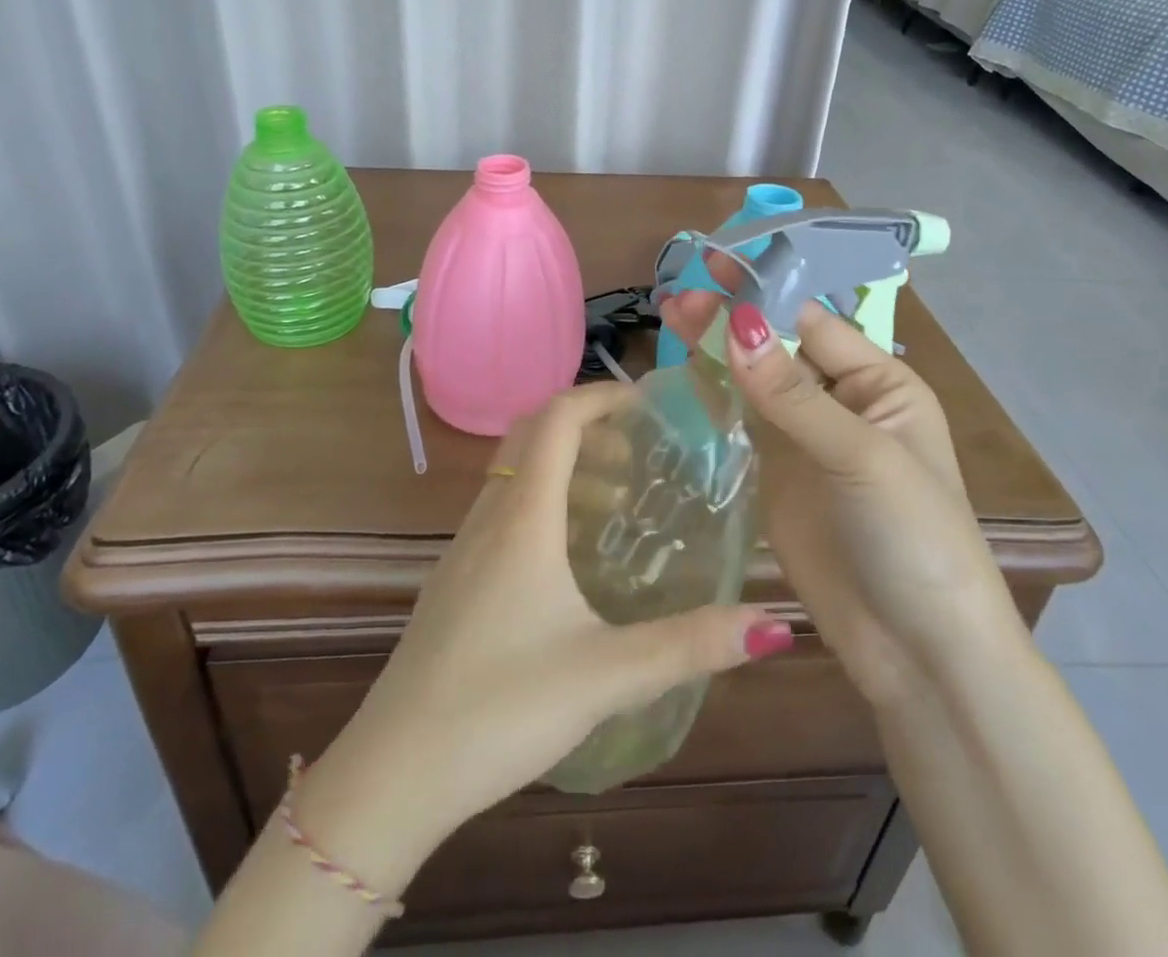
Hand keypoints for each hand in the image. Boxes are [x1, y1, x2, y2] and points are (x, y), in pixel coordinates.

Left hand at [294, 382, 792, 887]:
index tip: (646, 403)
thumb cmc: (500, 709)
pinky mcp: (454, 580)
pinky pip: (502, 510)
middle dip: (587, 427)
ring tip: (617, 506)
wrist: (394, 771)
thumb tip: (773, 627)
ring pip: (514, 474)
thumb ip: (689, 645)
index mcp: (522, 517)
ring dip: (564, 468)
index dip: (600, 395)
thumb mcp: (606, 676)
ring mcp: (463, 548)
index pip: (557, 418)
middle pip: (532, 434)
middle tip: (638, 455)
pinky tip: (570, 562)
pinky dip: (542, 504)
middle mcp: (488, 516)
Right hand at [660, 285, 1019, 707]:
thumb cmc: (914, 540)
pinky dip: (715, 394)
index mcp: (880, 384)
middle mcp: (841, 402)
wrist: (919, 652)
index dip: (763, 294)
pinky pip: (742, 422)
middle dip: (732, 319)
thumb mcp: (862, 458)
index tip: (712, 268)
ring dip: (717, 350)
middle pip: (778, 347)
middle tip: (676, 296)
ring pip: (755, 380)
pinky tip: (684, 372)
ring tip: (670, 318)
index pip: (812, 323)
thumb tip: (737, 325)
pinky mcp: (777, 475)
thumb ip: (792, 395)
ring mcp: (805, 439)